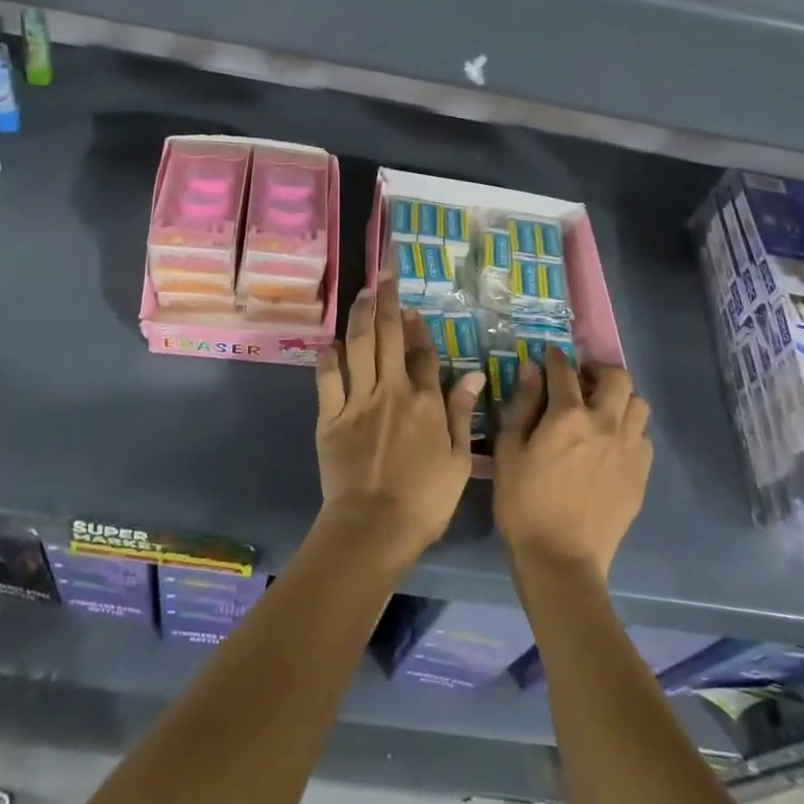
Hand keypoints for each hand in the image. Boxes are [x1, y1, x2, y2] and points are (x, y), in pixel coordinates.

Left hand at [315, 278, 484, 567]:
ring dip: (360, 316)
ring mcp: (358, 401)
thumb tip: (475, 375)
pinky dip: (330, 357)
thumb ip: (462, 414)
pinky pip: (328, 378)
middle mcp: (392, 391)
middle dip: (388, 303)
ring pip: (359, 347)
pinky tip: (332, 343)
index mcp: (425, 402)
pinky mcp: (331, 416)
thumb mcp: (458, 460)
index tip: (412, 309)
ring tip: (362, 293)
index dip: (418, 329)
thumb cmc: (424, 500)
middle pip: (389, 337)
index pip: (423, 355)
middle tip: (385, 276)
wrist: (373, 527)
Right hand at [494, 349, 651, 581]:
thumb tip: (533, 369)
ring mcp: (628, 449)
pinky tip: (611, 444)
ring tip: (600, 410)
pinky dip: (628, 429)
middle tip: (581, 382)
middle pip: (617, 377)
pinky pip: (643, 436)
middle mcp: (605, 423)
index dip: (555, 358)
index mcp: (568, 416)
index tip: (549, 356)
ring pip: (638, 403)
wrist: (561, 560)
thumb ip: (522, 405)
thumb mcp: (509, 451)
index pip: (564, 370)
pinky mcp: (640, 474)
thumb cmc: (524, 503)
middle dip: (598, 371)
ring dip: (620, 398)